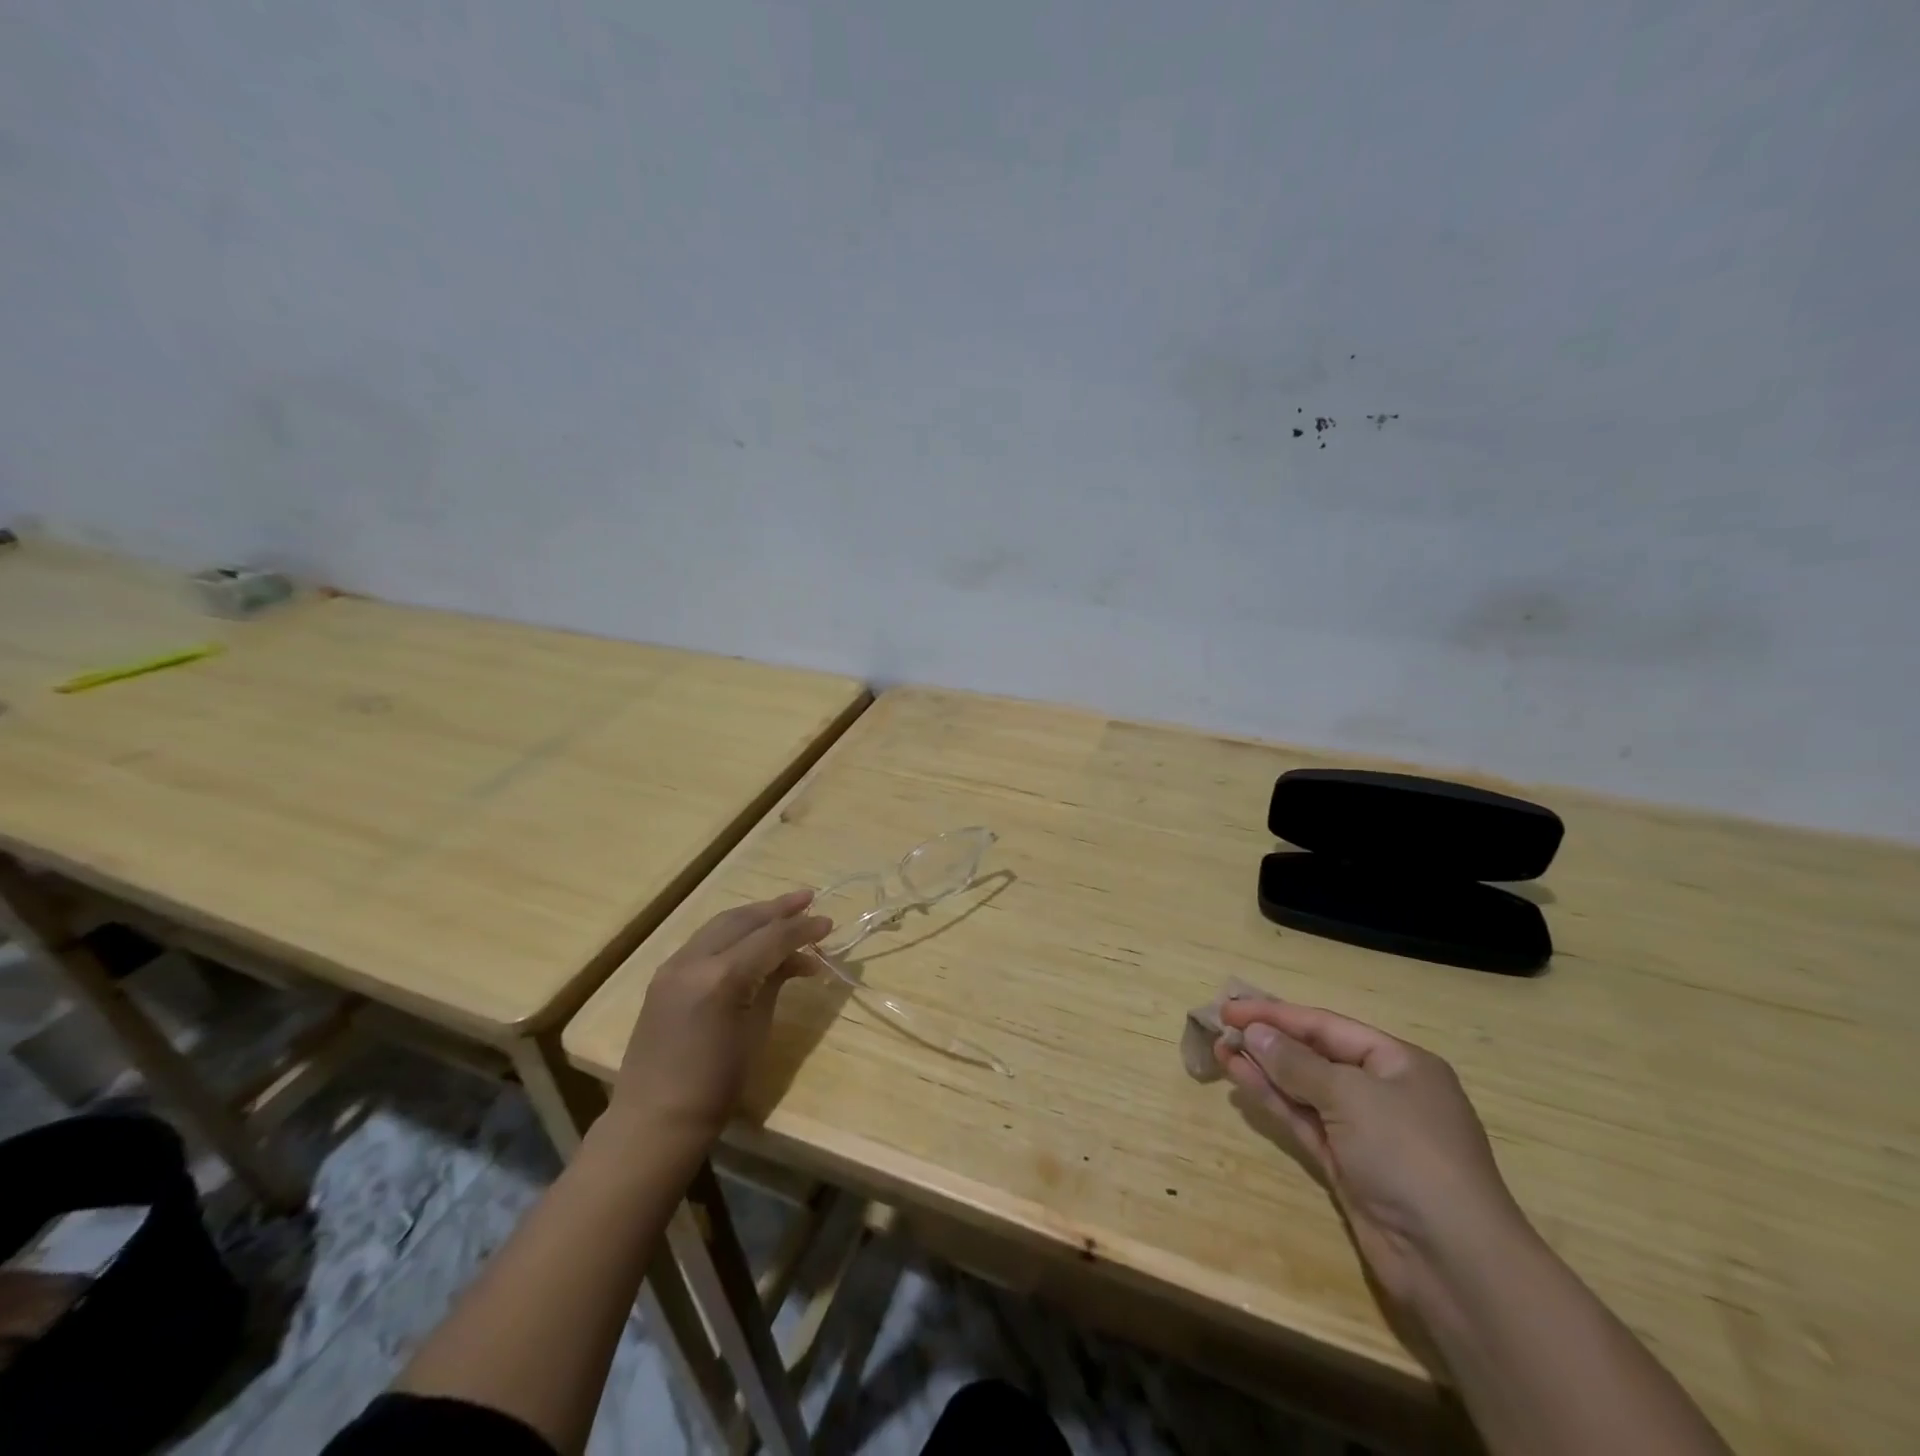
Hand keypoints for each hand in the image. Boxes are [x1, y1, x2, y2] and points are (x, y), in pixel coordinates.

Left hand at [612, 890, 830, 1140]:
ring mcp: (674, 965)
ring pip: (721, 924)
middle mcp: (694, 960)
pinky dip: (732, 932)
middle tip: (809, 899)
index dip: (802, 929)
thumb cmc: (716, 1085)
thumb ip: (774, 982)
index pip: (771, 938)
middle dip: (778, 908)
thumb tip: (799, 959)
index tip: (829, 922)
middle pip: (743, 920)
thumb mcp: (756, 1030)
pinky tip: (751, 935)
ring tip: (785, 910)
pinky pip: (704, 940)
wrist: (655, 1119)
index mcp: (722, 977)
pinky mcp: (664, 975)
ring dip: (755, 915)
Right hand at [1215, 999, 1530, 1331]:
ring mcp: (1365, 1132)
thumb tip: (1254, 1033)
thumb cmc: (1409, 1155)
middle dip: (1269, 1040)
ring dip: (1263, 1068)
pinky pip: (1304, 1120)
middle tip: (1221, 1025)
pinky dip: (1273, 1100)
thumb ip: (1297, 1062)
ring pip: (1304, 1089)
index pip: (1327, 1026)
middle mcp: (1384, 1091)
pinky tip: (1242, 1080)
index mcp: (1400, 1063)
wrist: (1453, 1262)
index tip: (1231, 1006)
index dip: (1277, 1014)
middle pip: (1315, 1055)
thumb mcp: (1351, 1096)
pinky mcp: (1347, 1165)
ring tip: (1220, 1049)